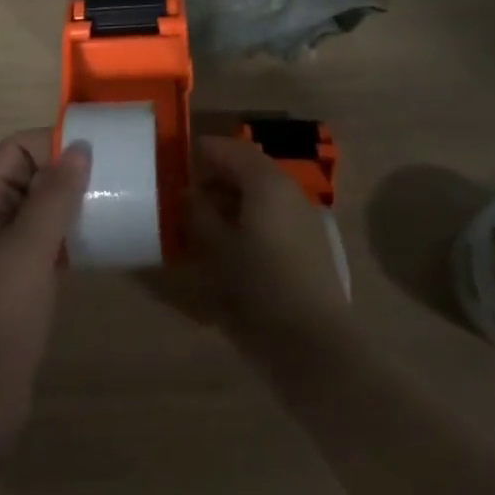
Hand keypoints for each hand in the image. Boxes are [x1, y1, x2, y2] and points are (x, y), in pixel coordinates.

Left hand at [0, 129, 90, 467]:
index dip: (53, 141)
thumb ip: (53, 197)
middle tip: (119, 174)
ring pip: (44, 209)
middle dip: (70, 169)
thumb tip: (80, 146)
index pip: (17, 148)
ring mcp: (6, 254)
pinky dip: (75, 234)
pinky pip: (51, 242)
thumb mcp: (26, 251)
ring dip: (76, 202)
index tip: (98, 150)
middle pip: (32, 174)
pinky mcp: (22, 284)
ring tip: (119, 202)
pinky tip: (105, 241)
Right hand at [190, 135, 350, 355]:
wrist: (313, 344)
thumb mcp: (217, 248)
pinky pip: (274, 217)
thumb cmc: (258, 287)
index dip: (206, 151)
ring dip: (233, 199)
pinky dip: (251, 218)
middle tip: (188, 194)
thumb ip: (199, 214)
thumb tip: (189, 193)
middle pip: (249, 169)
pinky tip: (231, 244)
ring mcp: (303, 218)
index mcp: (266, 182)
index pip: (232, 149)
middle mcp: (288, 191)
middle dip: (218, 176)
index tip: (180, 159)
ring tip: (204, 221)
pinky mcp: (310, 245)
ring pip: (262, 194)